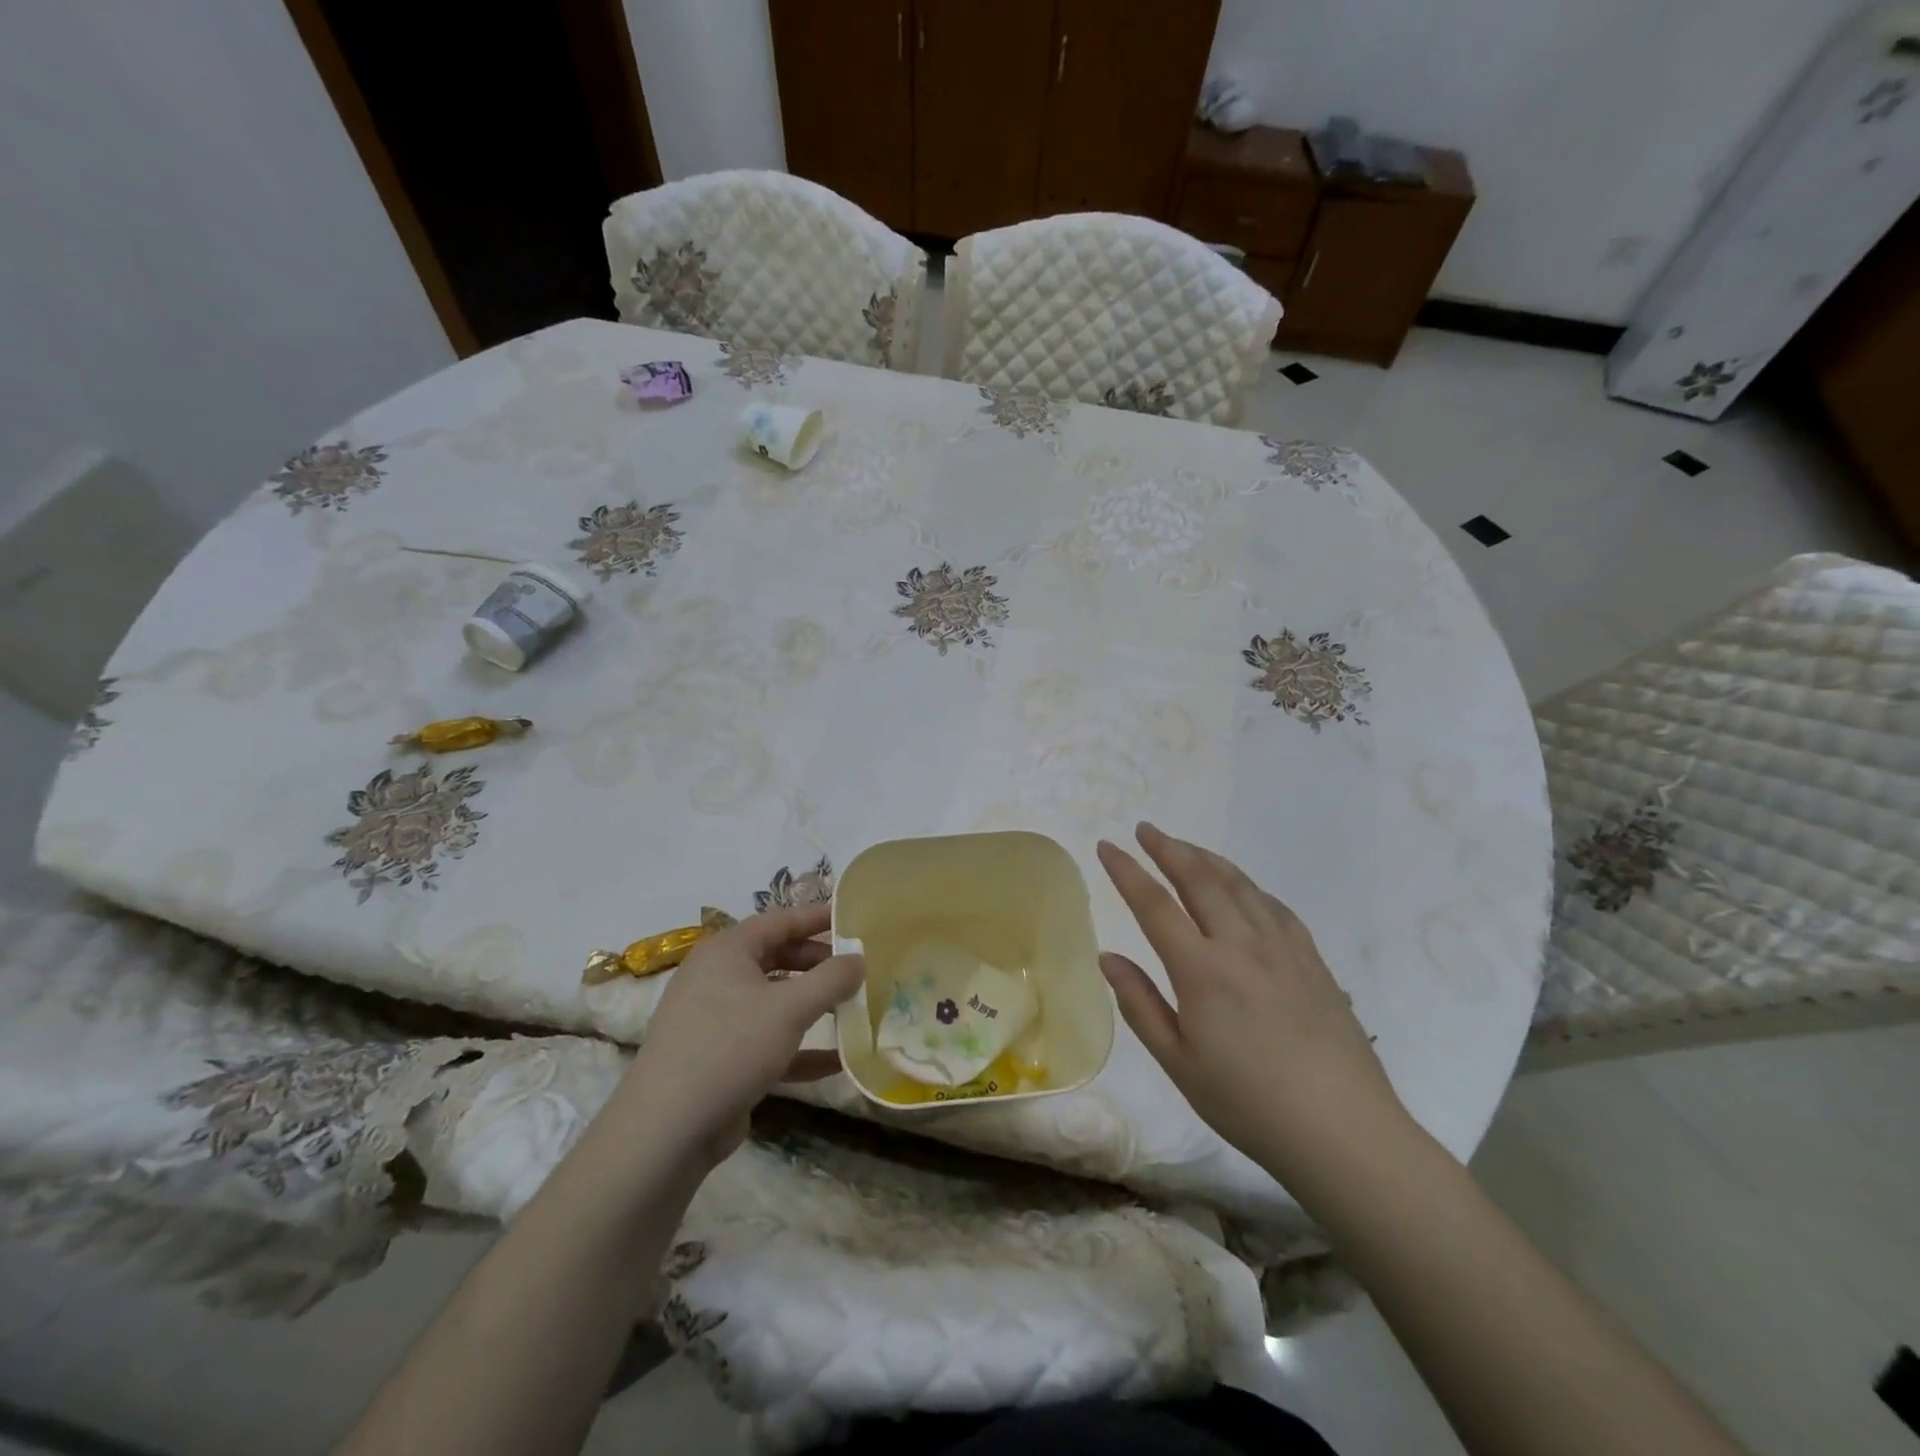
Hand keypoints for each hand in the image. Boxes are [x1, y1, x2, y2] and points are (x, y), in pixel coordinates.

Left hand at [620, 903, 861, 1171]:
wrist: (667, 1130)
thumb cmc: (730, 1048)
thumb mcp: (790, 1008)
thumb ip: (831, 979)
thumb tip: (859, 959)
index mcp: (727, 951)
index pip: (780, 921)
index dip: (818, 918)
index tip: (855, 918)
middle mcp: (717, 977)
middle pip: (778, 958)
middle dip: (819, 965)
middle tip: (858, 970)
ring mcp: (716, 1019)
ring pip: (774, 1001)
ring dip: (813, 1006)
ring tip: (854, 1009)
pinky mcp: (720, 1058)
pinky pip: (767, 1041)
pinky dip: (799, 1046)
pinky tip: (838, 1060)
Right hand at [1097, 823, 1409, 1184]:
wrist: (1343, 1131)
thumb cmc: (1249, 1103)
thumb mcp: (1179, 1063)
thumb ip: (1141, 1004)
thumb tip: (1109, 957)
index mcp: (1202, 970)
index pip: (1154, 904)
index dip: (1127, 871)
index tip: (1107, 846)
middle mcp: (1241, 944)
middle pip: (1199, 878)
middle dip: (1168, 848)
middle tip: (1145, 830)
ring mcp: (1283, 948)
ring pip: (1239, 884)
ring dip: (1206, 858)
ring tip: (1184, 847)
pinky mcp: (1312, 959)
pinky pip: (1274, 905)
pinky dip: (1247, 885)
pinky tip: (1241, 889)